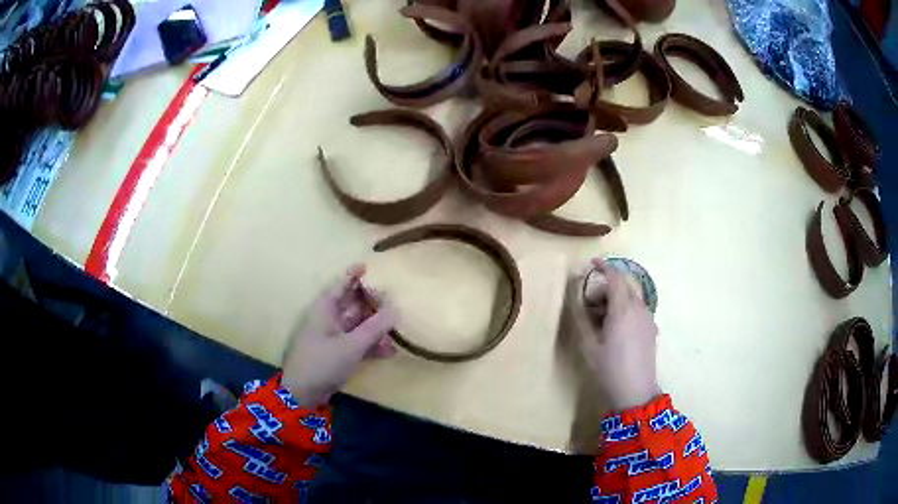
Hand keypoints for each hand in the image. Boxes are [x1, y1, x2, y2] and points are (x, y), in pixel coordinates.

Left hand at [281, 265, 397, 405]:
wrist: (303, 393)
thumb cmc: (323, 362)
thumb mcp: (352, 345)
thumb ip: (375, 327)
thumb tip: (396, 308)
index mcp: (325, 309)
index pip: (341, 284)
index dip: (353, 274)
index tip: (368, 266)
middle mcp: (329, 318)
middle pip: (353, 303)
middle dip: (373, 305)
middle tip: (394, 307)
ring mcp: (333, 336)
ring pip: (358, 324)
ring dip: (376, 328)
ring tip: (395, 335)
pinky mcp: (338, 353)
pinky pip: (358, 342)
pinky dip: (371, 345)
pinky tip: (388, 352)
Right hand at [568, 259, 659, 410]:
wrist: (636, 391)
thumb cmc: (609, 368)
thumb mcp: (589, 345)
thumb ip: (581, 318)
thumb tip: (575, 298)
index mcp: (623, 309)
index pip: (615, 278)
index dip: (604, 267)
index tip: (591, 264)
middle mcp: (639, 308)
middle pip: (623, 286)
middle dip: (606, 289)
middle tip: (590, 307)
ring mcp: (648, 318)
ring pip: (631, 298)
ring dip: (616, 300)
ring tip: (602, 322)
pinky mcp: (652, 328)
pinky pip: (638, 309)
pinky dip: (626, 309)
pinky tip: (616, 330)